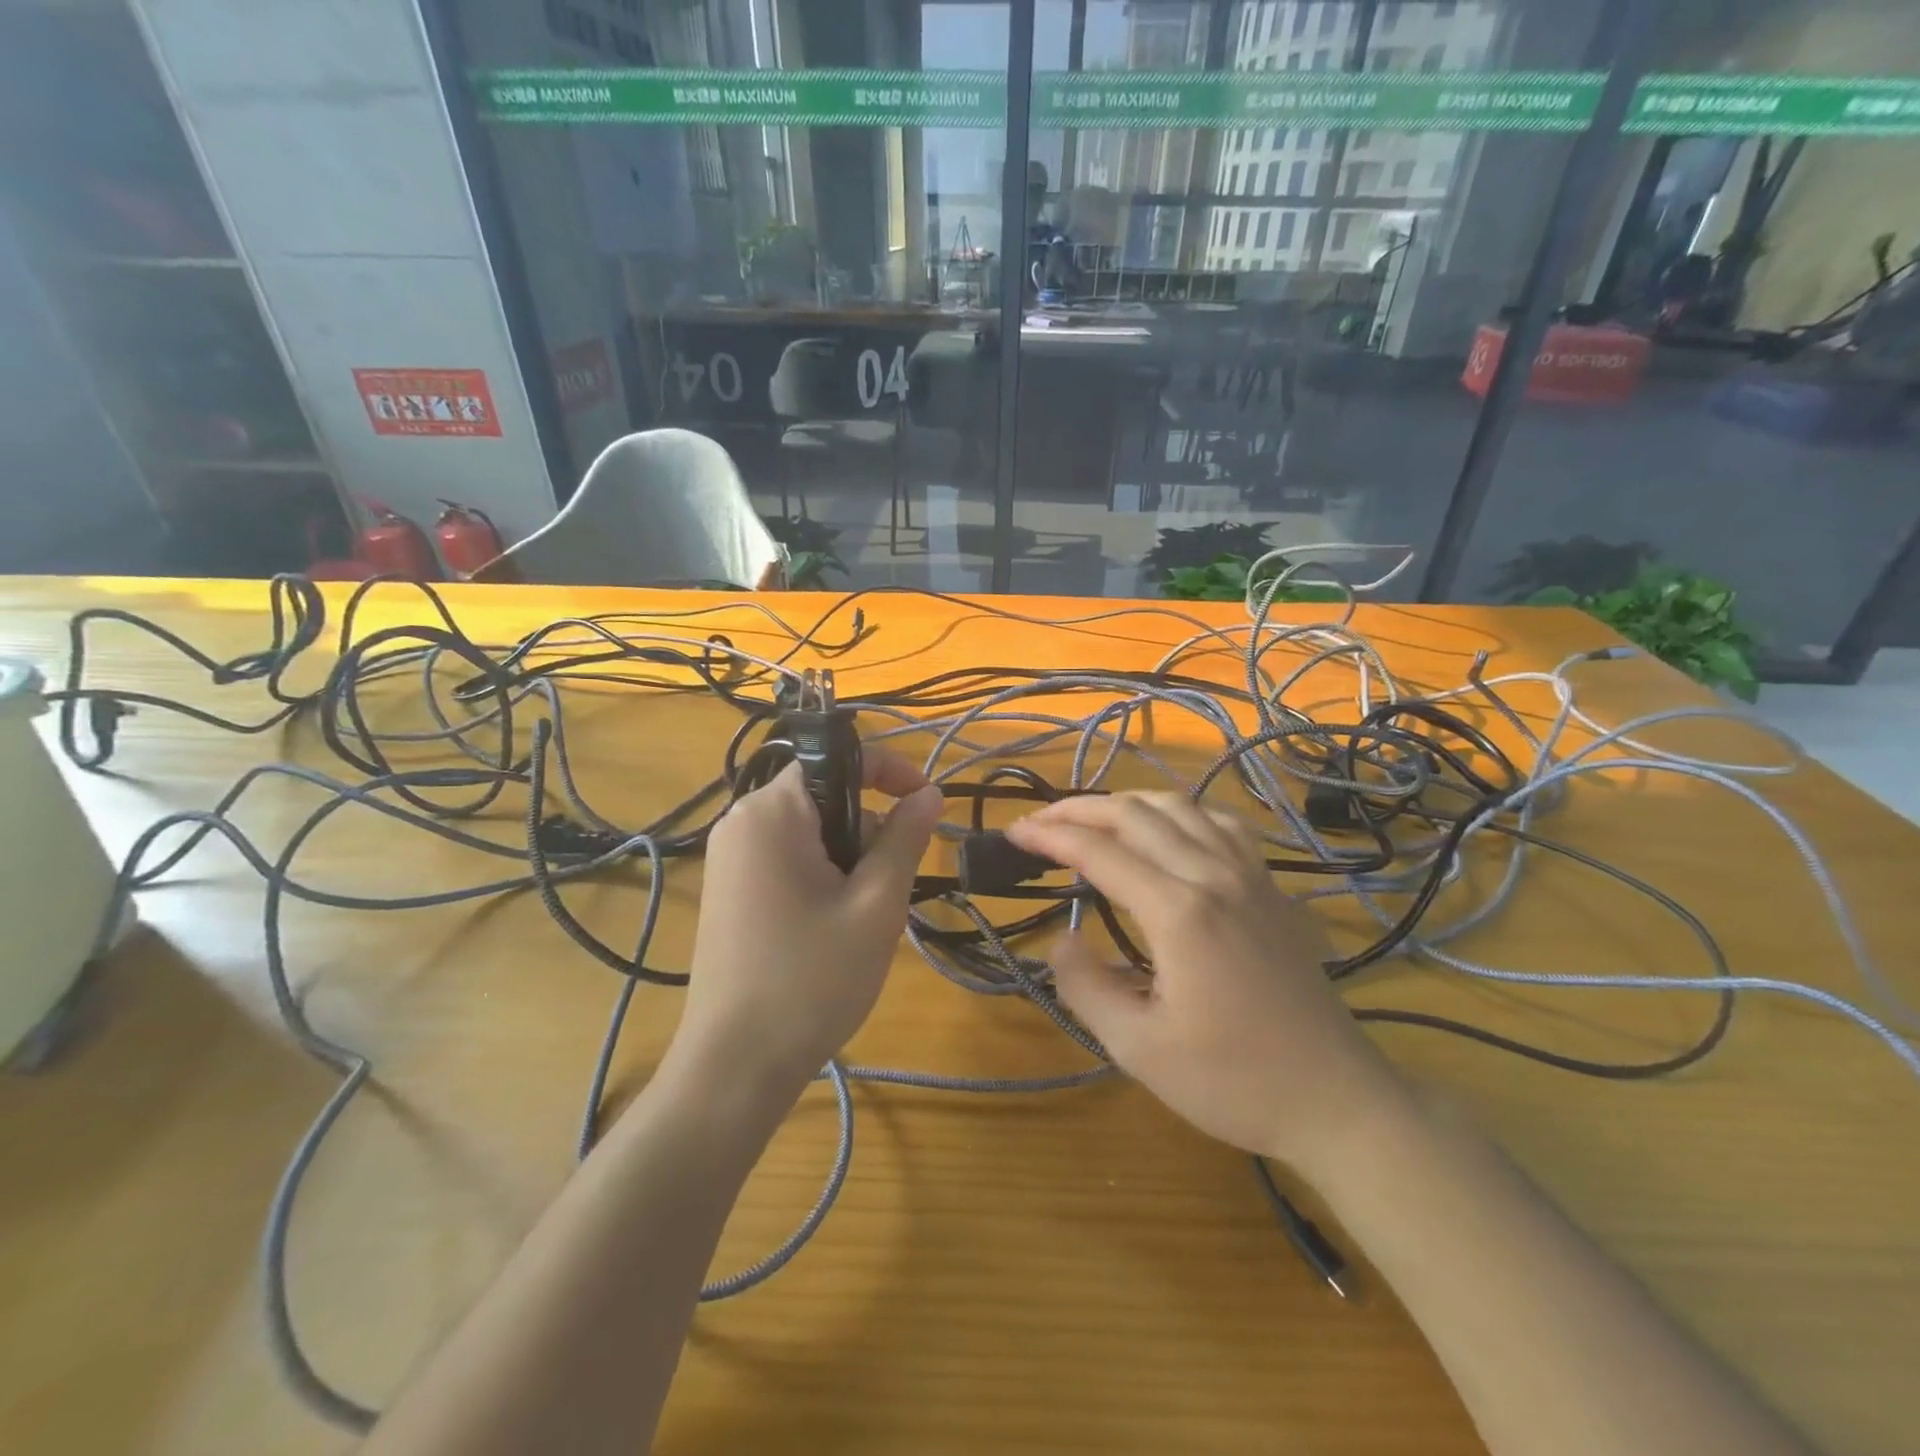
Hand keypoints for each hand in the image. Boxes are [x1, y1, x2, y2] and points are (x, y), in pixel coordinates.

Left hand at [672, 745, 942, 1098]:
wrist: (734, 1066)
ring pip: (809, 828)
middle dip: (868, 824)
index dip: (890, 769)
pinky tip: (833, 923)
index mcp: (772, 812)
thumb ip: (904, 838)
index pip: (838, 757)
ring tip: (863, 913)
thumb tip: (928, 794)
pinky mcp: (729, 888)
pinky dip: (822, 871)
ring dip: (848, 853)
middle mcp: (742, 821)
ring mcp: (730, 856)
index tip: (926, 803)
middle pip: (824, 793)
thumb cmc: (812, 979)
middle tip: (891, 880)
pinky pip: (787, 855)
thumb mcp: (876, 905)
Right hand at [1006, 792, 1407, 1174]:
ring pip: (1180, 807)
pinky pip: (1221, 823)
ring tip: (1092, 819)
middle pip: (1135, 814)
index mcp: (1179, 911)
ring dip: (1127, 803)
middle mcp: (1214, 875)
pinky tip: (1169, 830)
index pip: (1099, 851)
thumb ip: (1085, 985)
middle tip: (1040, 822)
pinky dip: (1181, 813)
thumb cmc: (1232, 1082)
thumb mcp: (1138, 1048)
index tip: (1014, 834)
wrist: (1335, 1100)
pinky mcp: (1271, 887)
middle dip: (1079, 809)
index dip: (1050, 836)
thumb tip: (1061, 936)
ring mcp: (1250, 875)